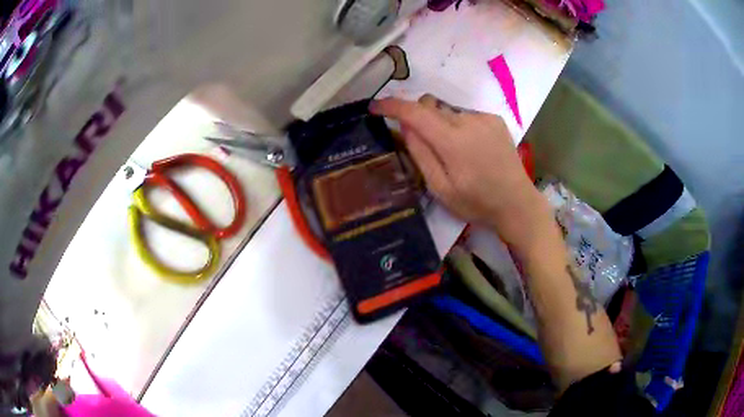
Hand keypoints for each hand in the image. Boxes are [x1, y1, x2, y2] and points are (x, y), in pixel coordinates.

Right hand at [371, 95, 550, 251]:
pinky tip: (470, 147)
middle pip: (430, 106)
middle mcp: (468, 120)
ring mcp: (484, 117)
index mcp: (452, 141)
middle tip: (421, 144)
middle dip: (418, 118)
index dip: (391, 106)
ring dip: (439, 123)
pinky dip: (458, 125)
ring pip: (447, 110)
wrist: (516, 203)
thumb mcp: (440, 188)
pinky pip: (465, 114)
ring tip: (451, 152)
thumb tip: (405, 125)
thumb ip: (420, 153)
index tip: (375, 107)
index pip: (414, 112)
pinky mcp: (494, 119)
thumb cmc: (476, 203)